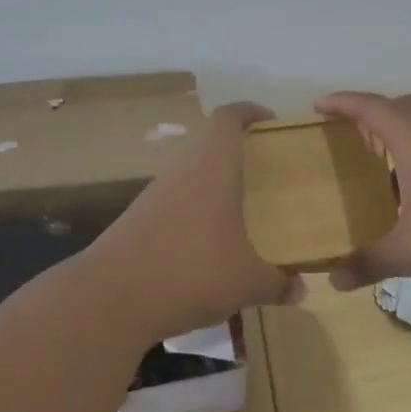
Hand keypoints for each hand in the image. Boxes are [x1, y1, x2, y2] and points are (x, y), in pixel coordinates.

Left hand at [88, 102, 302, 338]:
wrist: (109, 299)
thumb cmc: (190, 272)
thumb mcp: (247, 282)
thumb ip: (278, 282)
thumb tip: (301, 289)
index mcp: (212, 166)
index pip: (229, 117)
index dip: (251, 112)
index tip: (273, 123)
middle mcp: (182, 170)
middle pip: (211, 144)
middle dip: (240, 153)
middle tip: (270, 174)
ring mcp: (155, 195)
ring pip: (192, 175)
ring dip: (217, 185)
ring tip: (246, 211)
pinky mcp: (138, 220)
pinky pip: (176, 203)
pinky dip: (197, 212)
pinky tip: (212, 245)